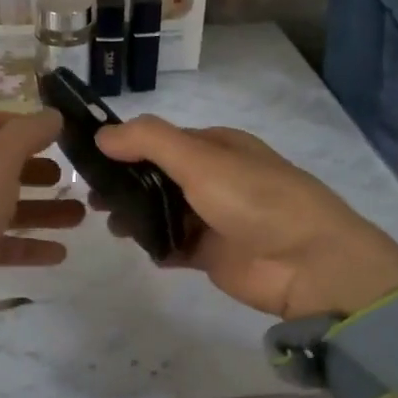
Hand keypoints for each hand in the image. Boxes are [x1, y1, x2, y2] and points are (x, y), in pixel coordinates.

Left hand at [0, 111, 82, 365]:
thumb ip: (28, 134)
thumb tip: (52, 115)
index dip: (13, 124)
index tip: (49, 132)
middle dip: (34, 170)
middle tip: (68, 176)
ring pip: (4, 207)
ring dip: (41, 210)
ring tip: (79, 215)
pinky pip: (2, 245)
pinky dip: (29, 246)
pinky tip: (60, 253)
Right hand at [94, 116, 397, 321]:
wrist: (308, 263)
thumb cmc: (253, 198)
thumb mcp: (200, 158)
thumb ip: (148, 141)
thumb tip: (102, 135)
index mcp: (217, 146)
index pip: (161, 140)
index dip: (127, 147)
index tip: (89, 160)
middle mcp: (215, 178)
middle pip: (158, 177)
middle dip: (126, 185)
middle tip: (94, 199)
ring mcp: (214, 217)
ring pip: (163, 211)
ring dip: (137, 216)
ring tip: (112, 226)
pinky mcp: (213, 254)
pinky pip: (175, 246)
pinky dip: (157, 246)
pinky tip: (141, 249)